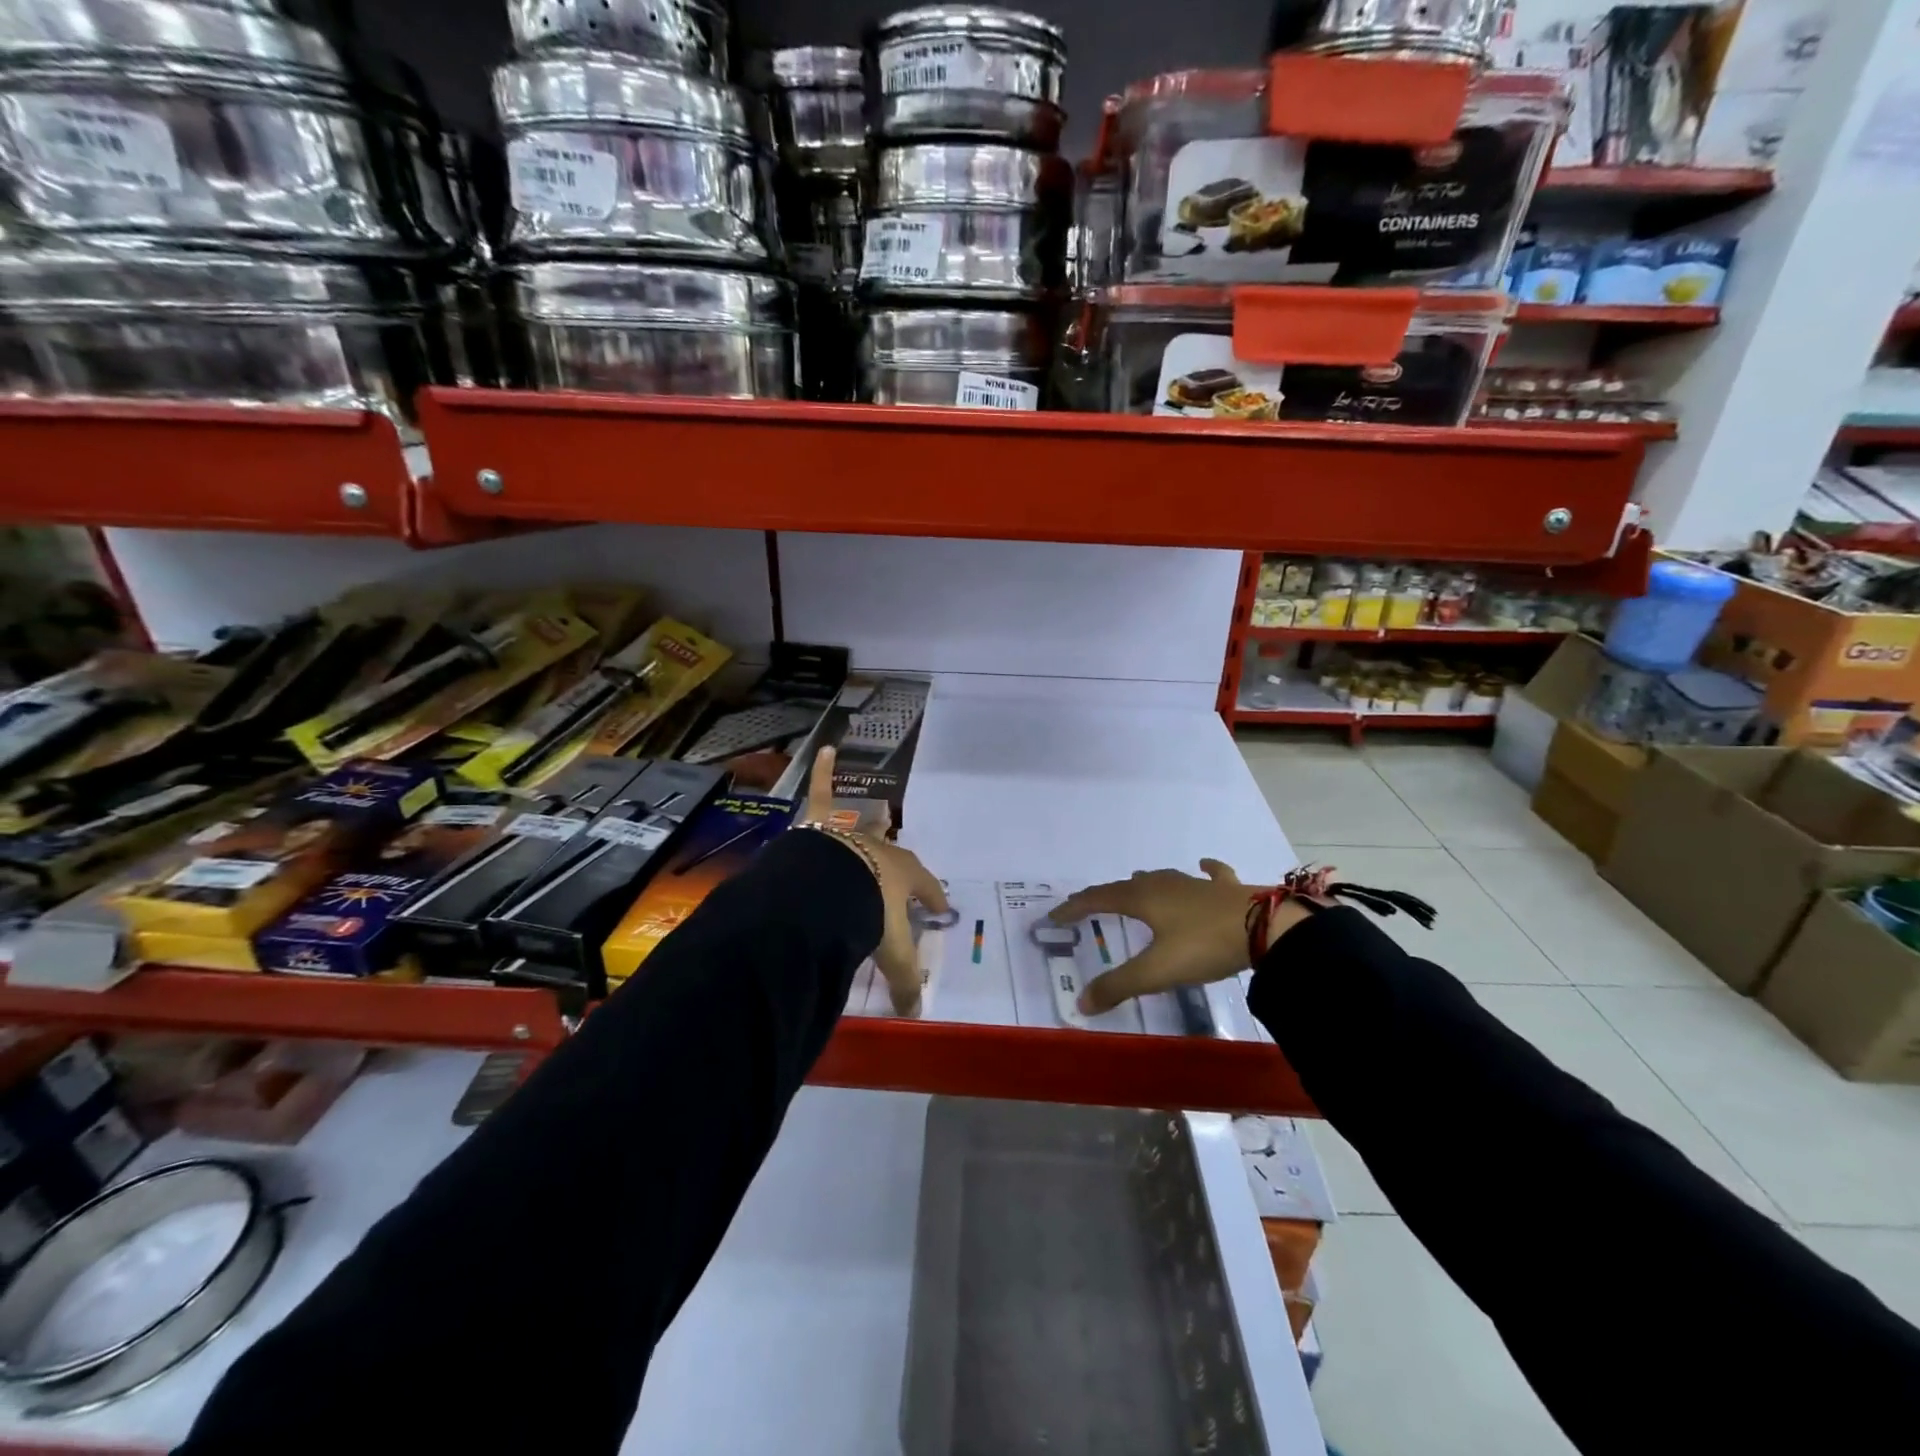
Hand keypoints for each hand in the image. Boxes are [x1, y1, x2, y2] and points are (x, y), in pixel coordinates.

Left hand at [800, 748, 949, 1016]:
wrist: (828, 890)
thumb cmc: (867, 917)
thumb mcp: (890, 954)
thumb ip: (904, 982)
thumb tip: (917, 1012)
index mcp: (903, 878)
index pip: (925, 889)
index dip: (933, 899)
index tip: (939, 909)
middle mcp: (882, 851)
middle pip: (896, 857)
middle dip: (901, 866)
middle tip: (901, 874)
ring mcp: (852, 833)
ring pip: (865, 826)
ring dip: (873, 823)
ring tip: (883, 813)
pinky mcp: (822, 823)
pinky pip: (821, 792)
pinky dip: (822, 771)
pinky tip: (825, 748)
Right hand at [1048, 860, 1311, 1015]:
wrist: (1266, 928)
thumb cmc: (1203, 946)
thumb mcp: (1156, 971)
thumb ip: (1118, 986)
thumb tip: (1080, 1003)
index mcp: (1142, 899)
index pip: (1098, 899)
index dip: (1075, 907)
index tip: (1054, 916)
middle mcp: (1164, 884)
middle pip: (1126, 886)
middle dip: (1104, 895)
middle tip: (1089, 905)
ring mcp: (1196, 883)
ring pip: (1162, 877)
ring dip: (1143, 882)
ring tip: (1133, 884)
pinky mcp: (1225, 888)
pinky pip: (1209, 874)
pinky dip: (1202, 871)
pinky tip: (1203, 866)